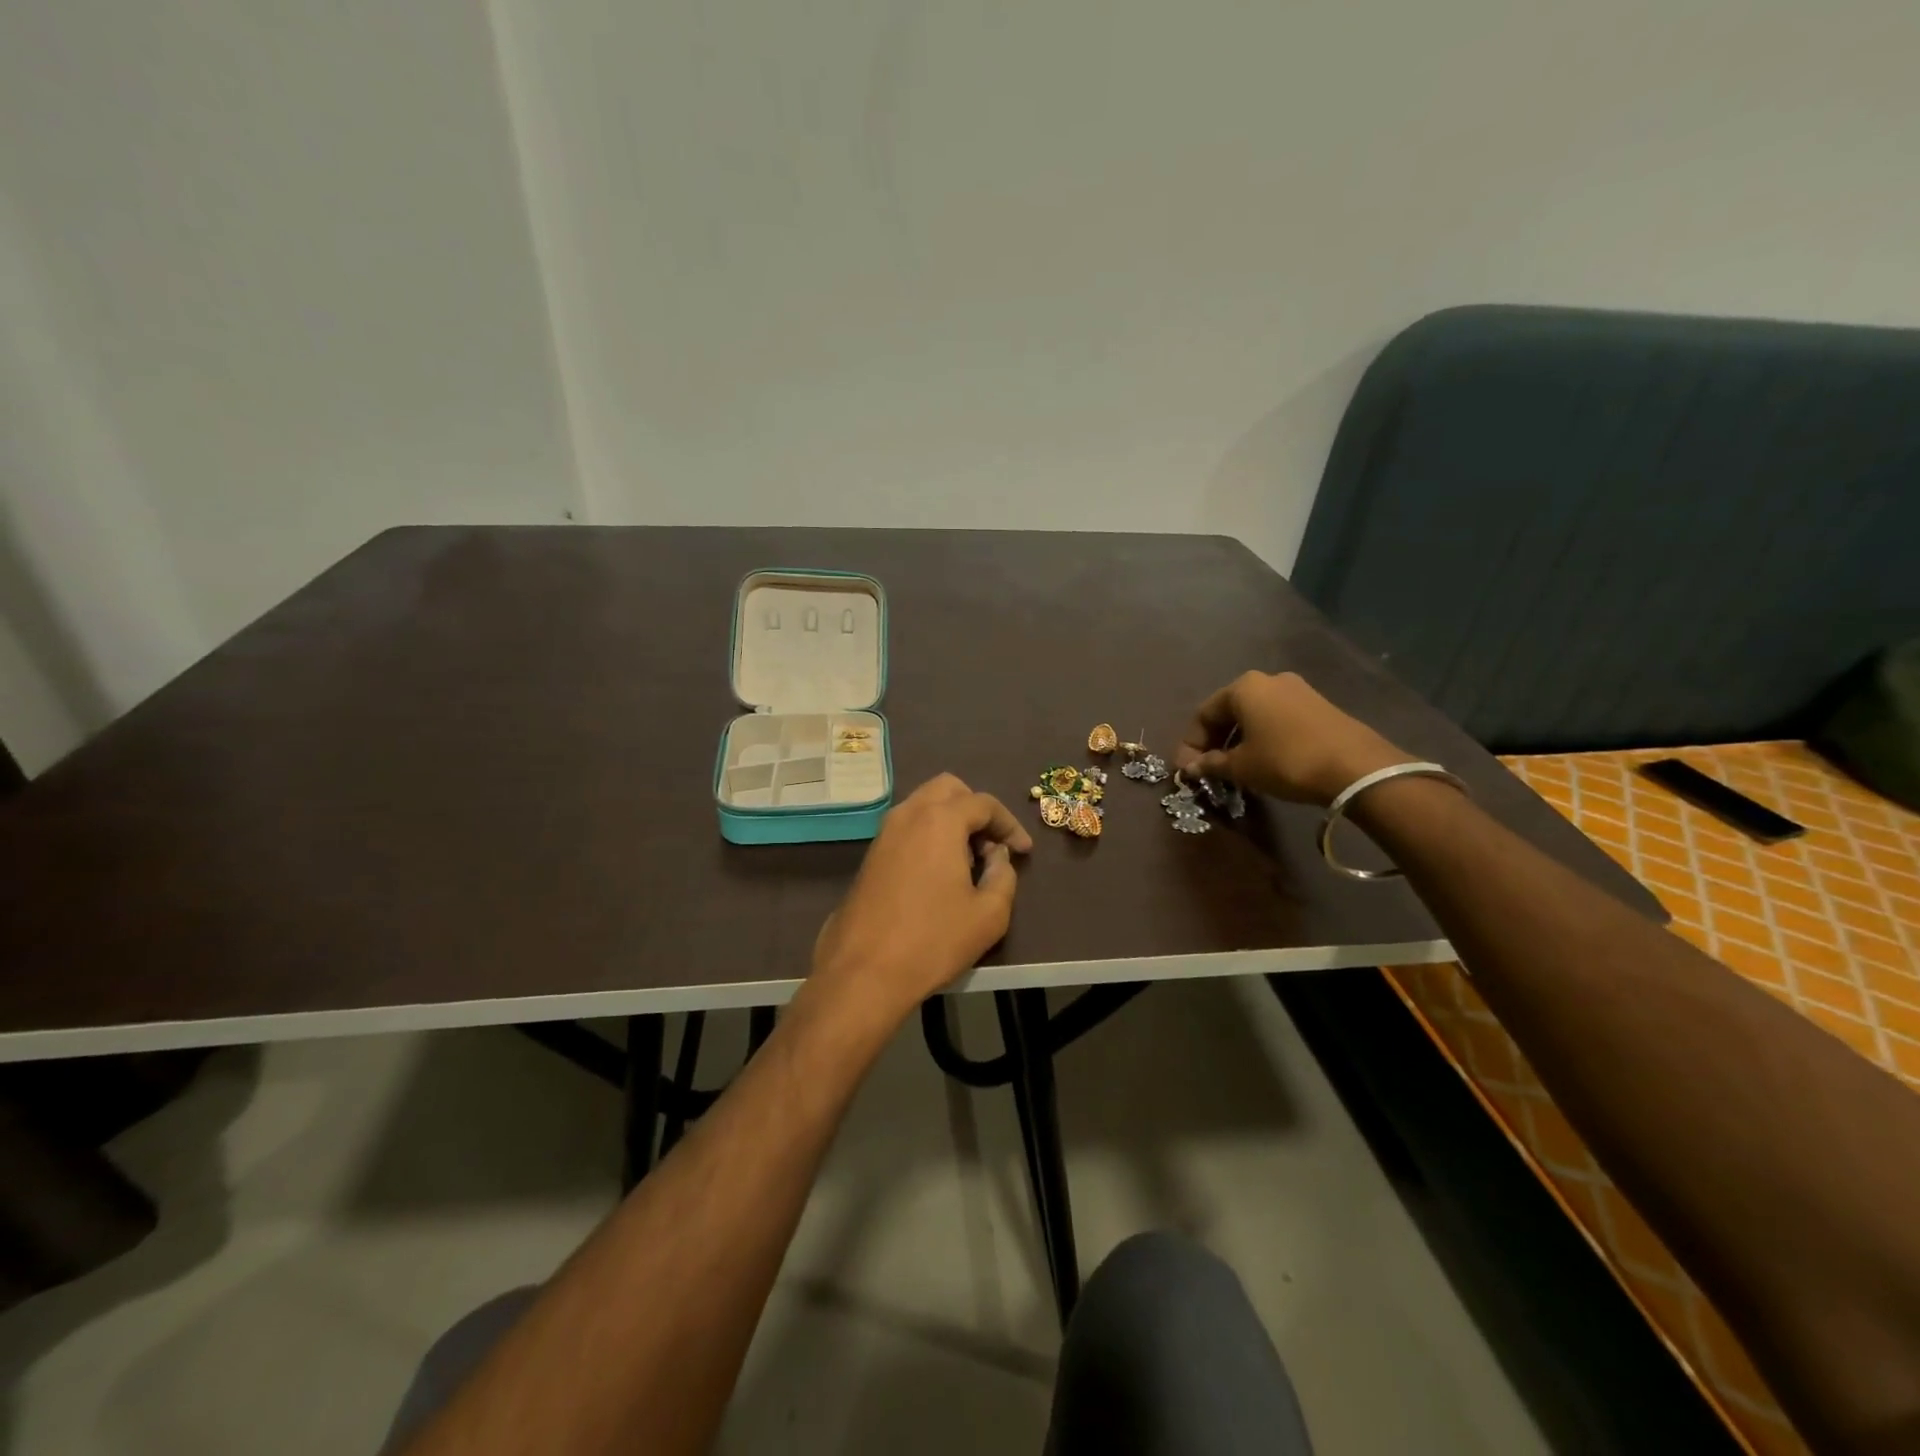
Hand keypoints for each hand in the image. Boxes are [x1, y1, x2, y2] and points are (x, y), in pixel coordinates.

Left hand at [808, 775, 1032, 1028]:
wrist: (863, 972)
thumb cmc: (933, 940)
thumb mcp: (989, 914)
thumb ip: (1004, 875)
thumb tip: (997, 857)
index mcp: (940, 820)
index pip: (984, 803)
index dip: (1009, 824)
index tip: (1024, 851)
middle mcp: (908, 814)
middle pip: (948, 789)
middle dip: (976, 809)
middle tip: (992, 845)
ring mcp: (884, 833)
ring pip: (923, 805)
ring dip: (951, 820)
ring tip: (969, 861)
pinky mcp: (870, 855)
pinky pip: (907, 827)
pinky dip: (929, 834)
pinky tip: (940, 873)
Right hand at [1172, 671, 1411, 805]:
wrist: (1356, 767)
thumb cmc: (1287, 761)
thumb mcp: (1242, 766)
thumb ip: (1211, 764)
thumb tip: (1190, 768)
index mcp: (1243, 687)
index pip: (1203, 713)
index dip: (1190, 744)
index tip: (1186, 770)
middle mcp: (1268, 680)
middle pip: (1229, 711)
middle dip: (1214, 741)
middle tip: (1207, 770)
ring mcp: (1297, 690)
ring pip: (1254, 715)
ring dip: (1237, 741)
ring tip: (1233, 769)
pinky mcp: (1318, 706)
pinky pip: (1276, 719)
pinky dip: (1262, 738)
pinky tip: (1262, 761)